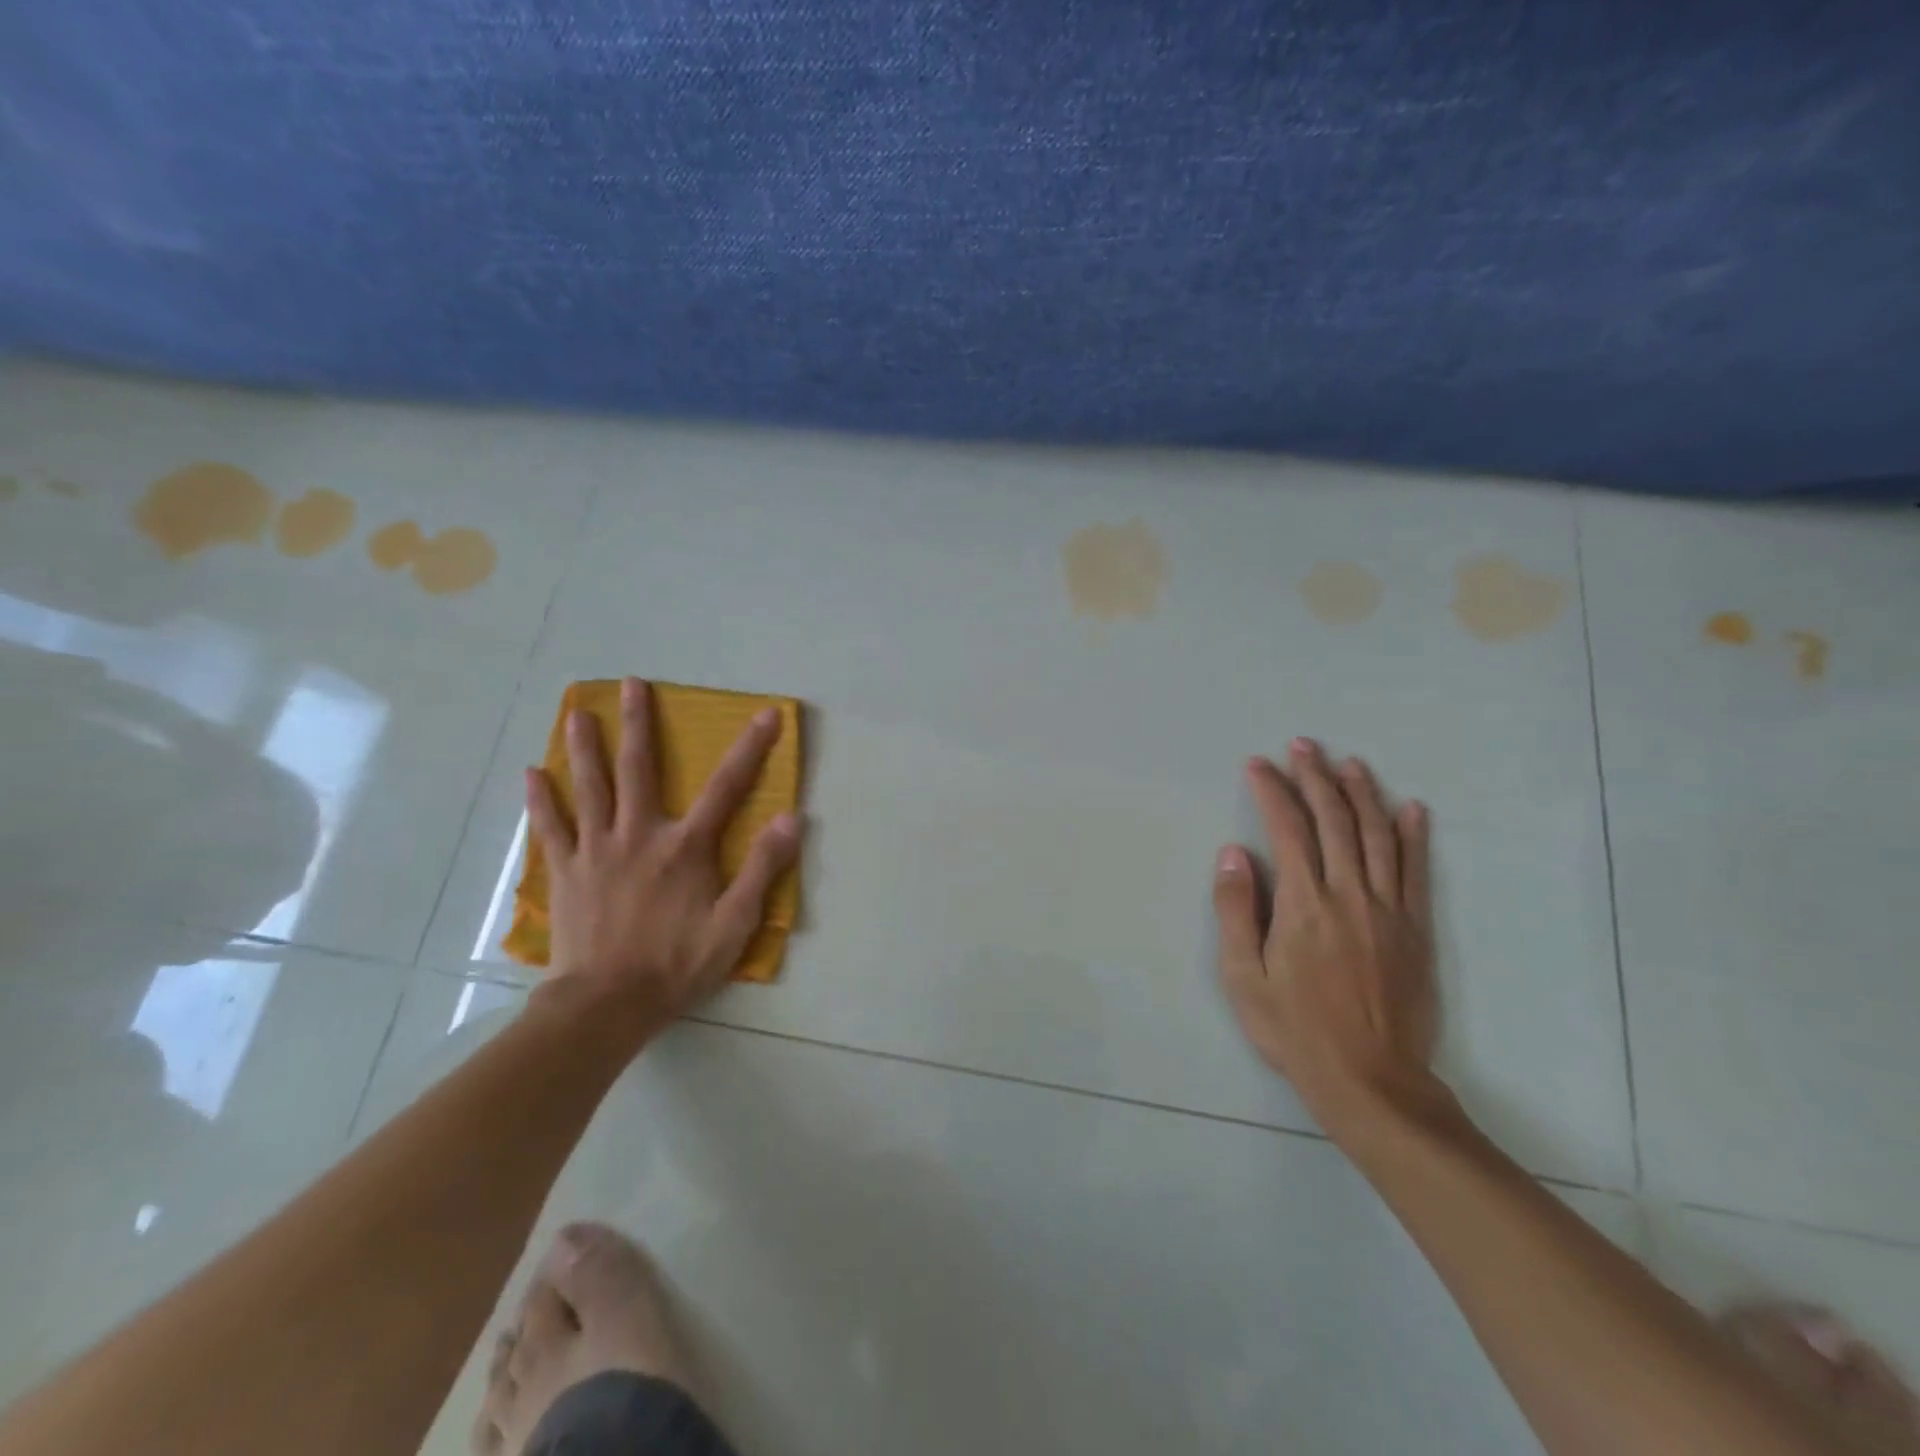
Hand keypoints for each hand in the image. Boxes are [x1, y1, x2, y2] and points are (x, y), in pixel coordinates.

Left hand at [523, 677, 799, 1025]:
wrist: (606, 1005)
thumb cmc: (676, 964)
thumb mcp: (734, 924)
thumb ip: (762, 869)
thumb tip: (790, 819)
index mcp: (685, 847)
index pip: (727, 787)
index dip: (750, 748)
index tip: (767, 713)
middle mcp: (639, 835)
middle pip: (639, 769)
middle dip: (639, 723)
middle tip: (631, 684)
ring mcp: (597, 850)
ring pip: (590, 787)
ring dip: (585, 747)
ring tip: (577, 712)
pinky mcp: (567, 872)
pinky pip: (552, 827)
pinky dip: (542, 800)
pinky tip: (531, 775)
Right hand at [1213, 738, 1440, 1136]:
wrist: (1371, 1080)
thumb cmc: (1295, 1029)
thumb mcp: (1244, 977)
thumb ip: (1237, 910)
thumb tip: (1234, 853)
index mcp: (1303, 904)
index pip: (1287, 830)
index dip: (1272, 792)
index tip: (1258, 765)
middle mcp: (1348, 895)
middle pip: (1333, 821)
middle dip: (1315, 778)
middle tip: (1303, 746)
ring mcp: (1388, 910)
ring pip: (1376, 836)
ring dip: (1362, 794)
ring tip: (1349, 764)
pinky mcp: (1415, 929)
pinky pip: (1416, 872)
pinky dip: (1413, 836)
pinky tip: (1411, 809)